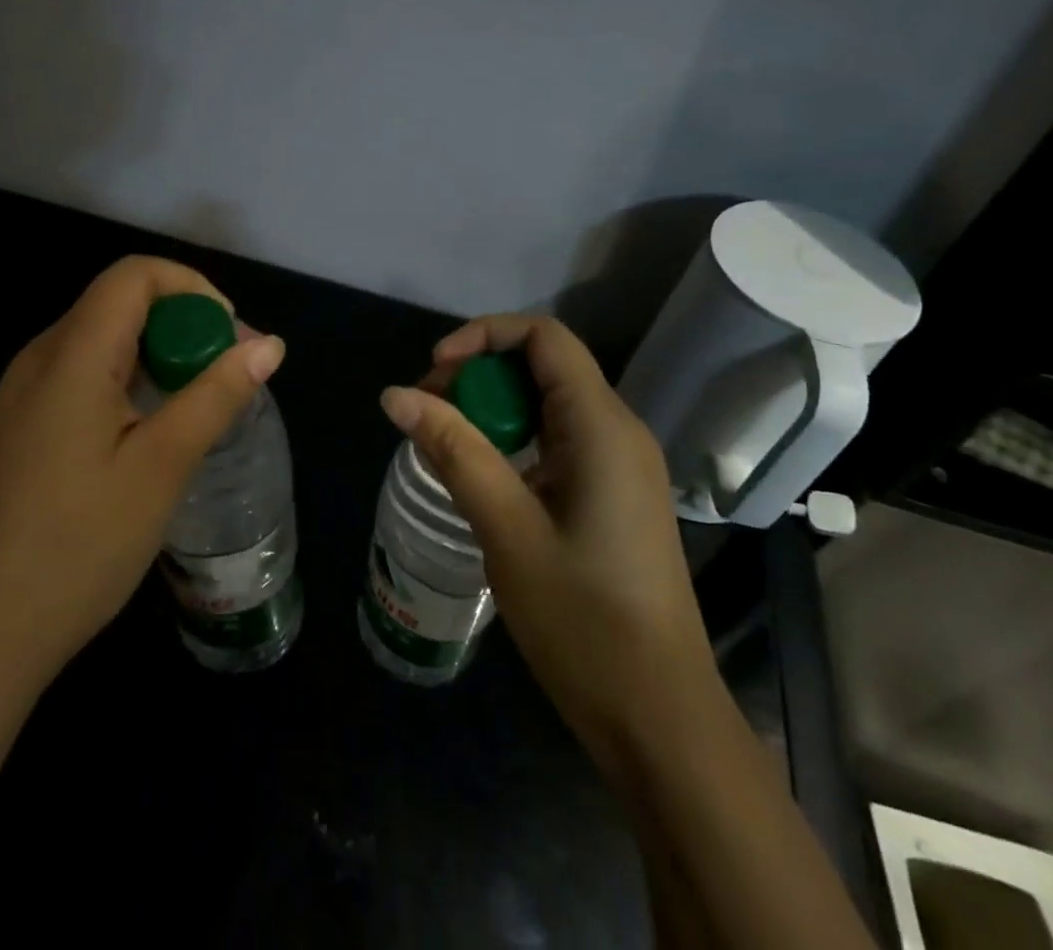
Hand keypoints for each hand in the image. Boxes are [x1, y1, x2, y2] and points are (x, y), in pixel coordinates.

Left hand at [0, 256, 285, 682]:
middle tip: (227, 380)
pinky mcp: (24, 423)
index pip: (134, 275)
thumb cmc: (77, 546)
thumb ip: (216, 396)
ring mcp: (25, 392)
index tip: (229, 340)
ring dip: (161, 356)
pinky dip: (132, 381)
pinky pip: (86, 374)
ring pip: (106, 339)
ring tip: (198, 408)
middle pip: (121, 303)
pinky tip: (152, 433)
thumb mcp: (161, 467)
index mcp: (71, 355)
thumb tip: (270, 345)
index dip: (192, 289)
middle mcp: (41, 358)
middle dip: (184, 325)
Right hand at [379, 315, 710, 757]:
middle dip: (478, 372)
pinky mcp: (611, 495)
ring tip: (441, 440)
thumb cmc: (583, 620)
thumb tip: (394, 394)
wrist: (659, 718)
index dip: (484, 336)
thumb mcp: (506, 528)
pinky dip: (512, 440)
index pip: (544, 337)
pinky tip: (478, 474)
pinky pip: (556, 440)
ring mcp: (619, 465)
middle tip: (427, 411)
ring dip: (491, 408)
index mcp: (602, 427)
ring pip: (547, 403)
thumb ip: (452, 451)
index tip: (435, 370)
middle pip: (543, 365)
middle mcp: (618, 432)